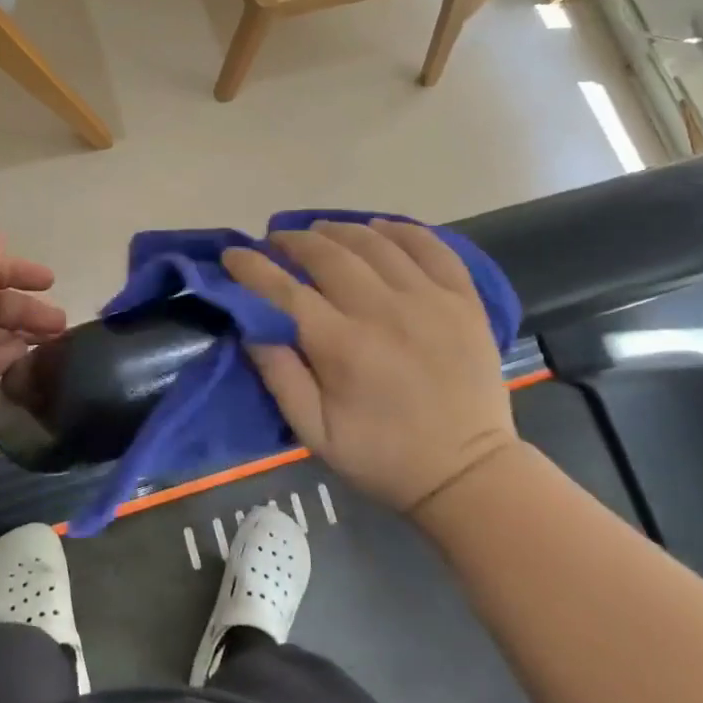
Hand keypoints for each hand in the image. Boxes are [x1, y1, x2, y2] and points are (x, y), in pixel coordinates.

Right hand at [223, 220, 517, 514]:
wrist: (469, 474)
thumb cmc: (382, 457)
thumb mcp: (315, 433)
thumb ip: (279, 375)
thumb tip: (249, 324)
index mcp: (343, 347)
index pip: (285, 291)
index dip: (252, 268)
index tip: (232, 255)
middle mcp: (385, 311)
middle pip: (329, 254)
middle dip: (293, 241)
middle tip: (277, 241)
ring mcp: (430, 300)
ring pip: (375, 242)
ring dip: (339, 229)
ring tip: (319, 231)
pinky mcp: (464, 299)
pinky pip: (432, 246)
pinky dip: (400, 229)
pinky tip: (379, 229)